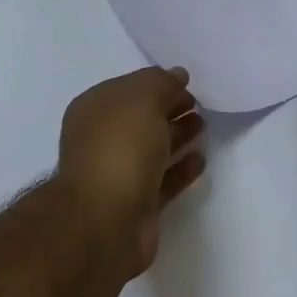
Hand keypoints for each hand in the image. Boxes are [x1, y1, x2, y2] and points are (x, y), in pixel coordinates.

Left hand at [52, 66, 205, 281]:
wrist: (106, 220)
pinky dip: (181, 169)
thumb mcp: (141, 99)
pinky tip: (201, 159)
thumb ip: (161, 83)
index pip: (129, 89)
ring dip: (177, 136)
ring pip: (152, 149)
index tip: (188, 84)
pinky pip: (163, 180)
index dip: (157, 84)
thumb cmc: (119, 149)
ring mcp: (118, 174)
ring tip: (203, 127)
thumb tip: (177, 76)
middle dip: (168, 109)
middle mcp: (101, 140)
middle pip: (140, 119)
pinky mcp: (137, 204)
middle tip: (199, 105)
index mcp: (94, 110)